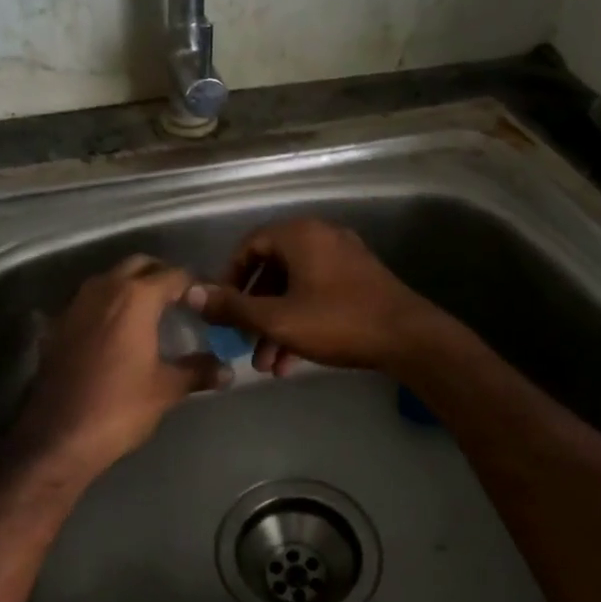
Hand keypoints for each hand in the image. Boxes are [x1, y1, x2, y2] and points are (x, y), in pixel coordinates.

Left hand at [13, 256, 229, 478]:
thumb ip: (198, 371)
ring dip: (132, 287)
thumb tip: (228, 370)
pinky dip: (108, 306)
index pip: (175, 275)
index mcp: (136, 297)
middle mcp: (104, 289)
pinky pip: (90, 301)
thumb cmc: (119, 408)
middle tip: (182, 301)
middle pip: (139, 265)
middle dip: (162, 276)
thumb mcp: (166, 389)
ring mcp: (76, 304)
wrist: (57, 438)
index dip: (196, 285)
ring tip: (152, 314)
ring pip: (111, 279)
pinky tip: (118, 333)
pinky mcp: (58, 324)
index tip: (210, 301)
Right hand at [185, 218, 439, 376]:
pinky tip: (292, 362)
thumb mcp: (278, 319)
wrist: (409, 338)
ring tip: (266, 366)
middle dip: (254, 312)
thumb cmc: (338, 322)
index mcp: (300, 235)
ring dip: (276, 325)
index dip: (229, 277)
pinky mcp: (360, 281)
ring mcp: (344, 259)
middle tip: (242, 344)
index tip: (220, 309)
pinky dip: (301, 322)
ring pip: (296, 289)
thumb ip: (233, 307)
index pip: (250, 245)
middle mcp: (322, 237)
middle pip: (272, 270)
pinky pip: (318, 295)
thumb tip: (191, 293)